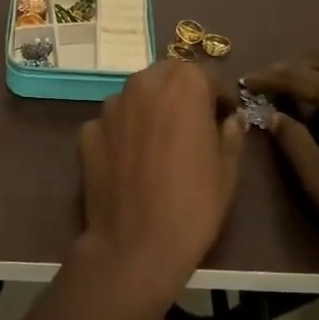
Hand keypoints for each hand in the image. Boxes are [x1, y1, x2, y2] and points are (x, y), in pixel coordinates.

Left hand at [76, 61, 245, 298]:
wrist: (135, 244)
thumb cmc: (194, 203)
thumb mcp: (228, 169)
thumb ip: (231, 133)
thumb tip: (230, 119)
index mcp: (183, 84)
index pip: (208, 75)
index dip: (220, 97)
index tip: (225, 118)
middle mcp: (143, 83)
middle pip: (168, 78)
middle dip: (182, 95)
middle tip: (193, 127)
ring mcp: (110, 106)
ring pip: (137, 97)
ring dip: (150, 110)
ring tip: (159, 146)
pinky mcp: (87, 130)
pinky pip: (113, 124)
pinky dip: (123, 134)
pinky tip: (131, 163)